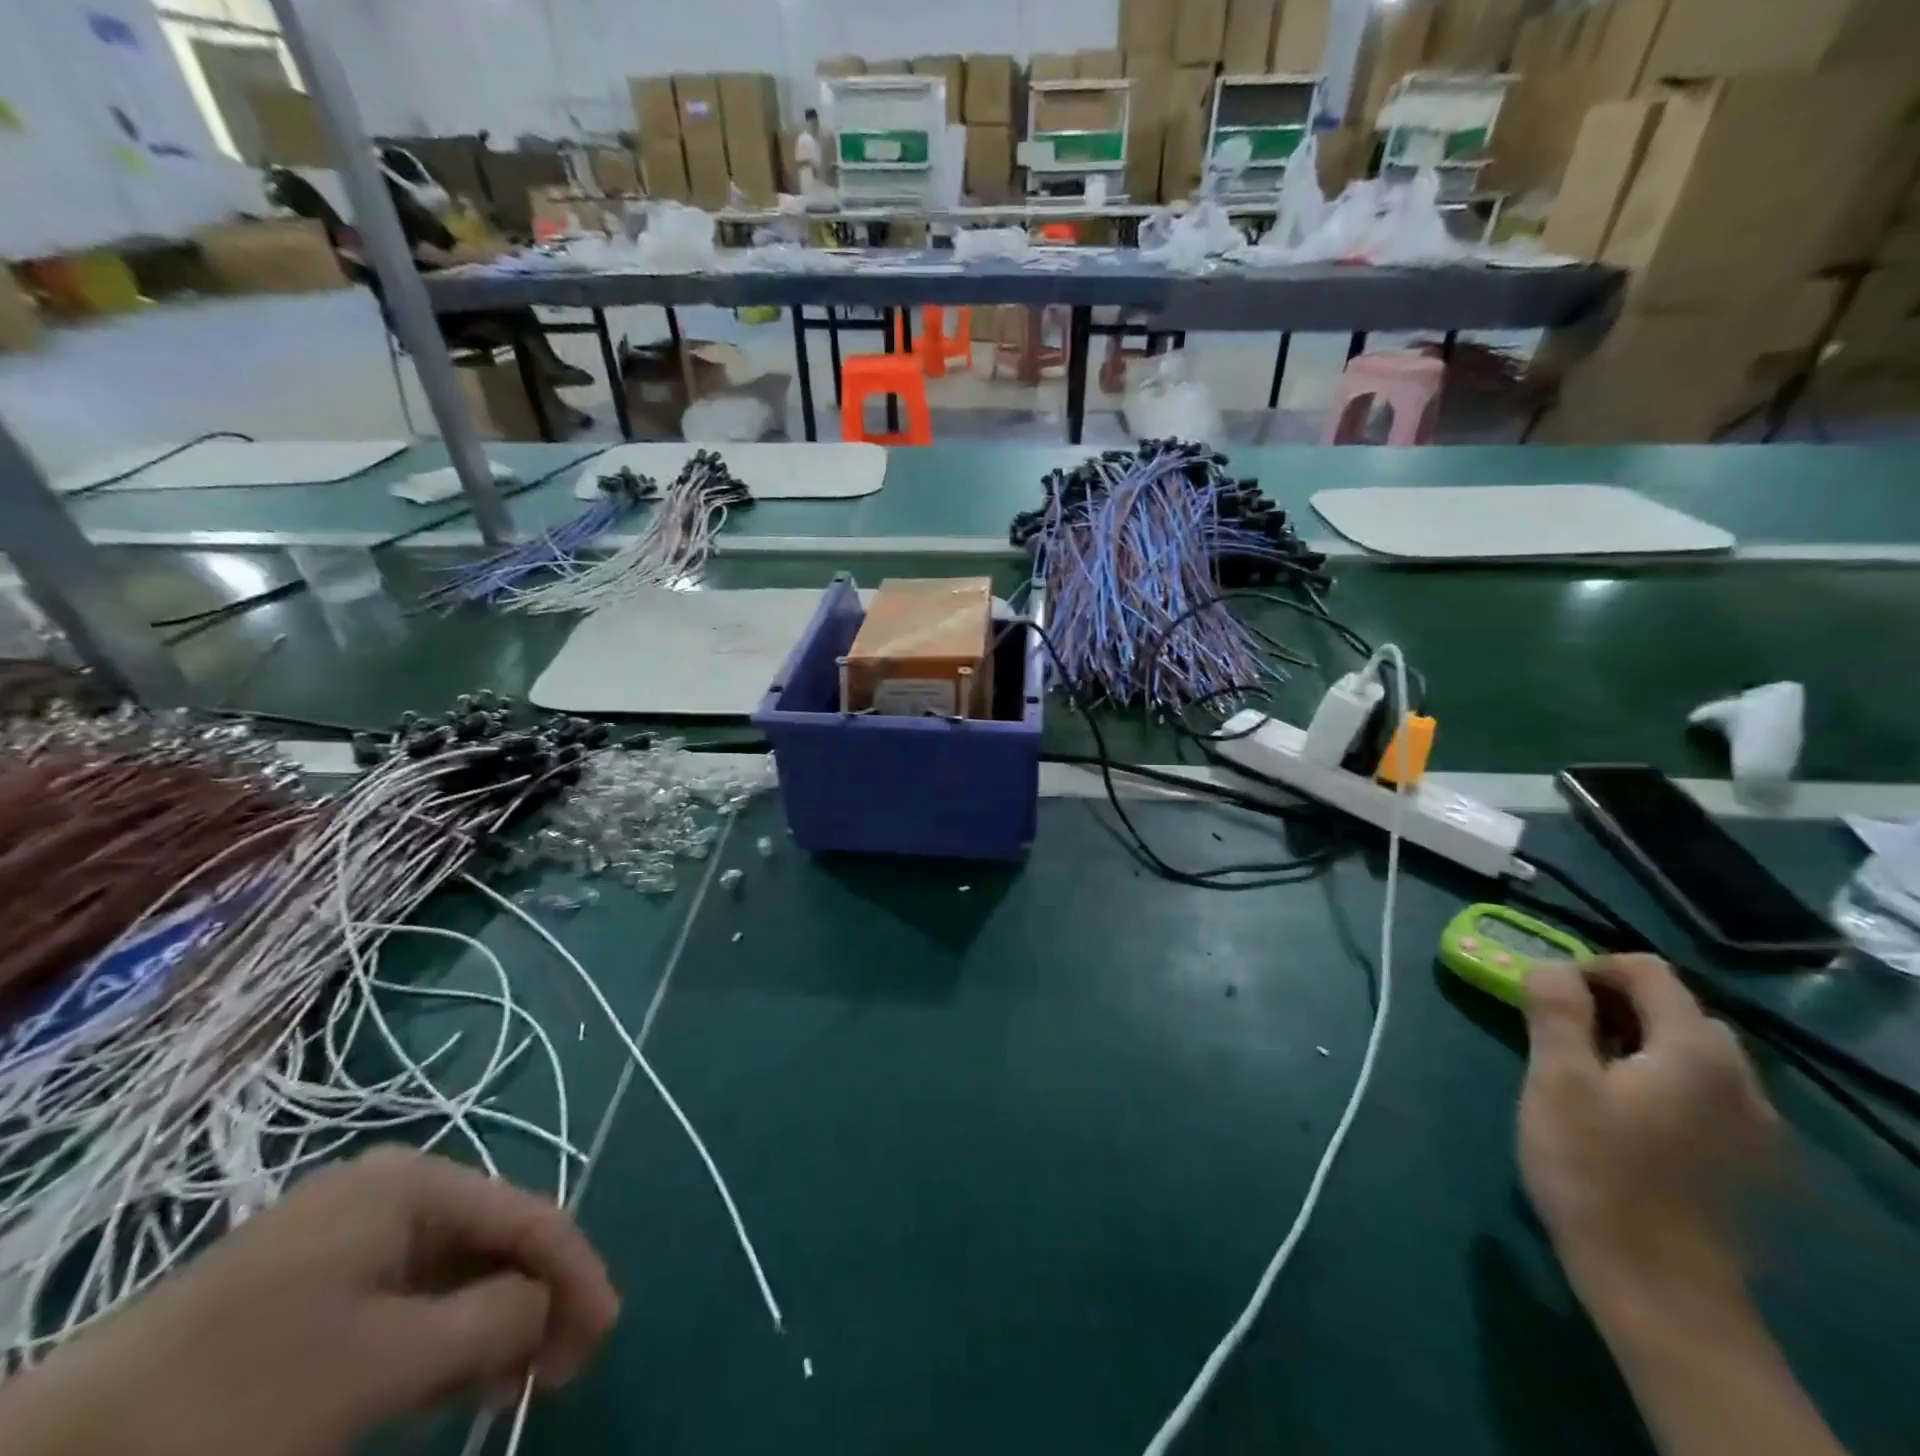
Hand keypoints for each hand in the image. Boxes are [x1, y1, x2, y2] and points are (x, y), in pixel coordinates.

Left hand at [0, 1147, 618, 1455]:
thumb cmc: (242, 1395)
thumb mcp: (383, 1364)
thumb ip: (492, 1321)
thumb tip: (551, 1306)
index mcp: (412, 1184)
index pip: (526, 1214)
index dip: (576, 1271)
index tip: (607, 1332)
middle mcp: (390, 1191)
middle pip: (492, 1240)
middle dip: (535, 1300)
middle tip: (566, 1367)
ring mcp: (348, 1235)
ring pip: (453, 1271)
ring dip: (493, 1324)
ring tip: (519, 1382)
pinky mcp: (315, 1284)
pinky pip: (407, 1298)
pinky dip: (443, 1336)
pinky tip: (456, 1379)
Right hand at [1519, 956, 1777, 1321]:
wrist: (1661, 1290)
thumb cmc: (1595, 1171)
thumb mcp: (1556, 1080)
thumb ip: (1556, 1012)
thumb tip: (1550, 965)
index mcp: (1695, 1051)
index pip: (1646, 971)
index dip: (1588, 969)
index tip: (1544, 999)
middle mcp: (1741, 1078)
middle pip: (1673, 1009)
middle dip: (1610, 1007)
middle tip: (1556, 1038)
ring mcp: (1754, 1124)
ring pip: (1688, 1053)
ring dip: (1634, 1045)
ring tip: (1583, 1078)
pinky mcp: (1748, 1161)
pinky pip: (1702, 1093)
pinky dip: (1658, 1082)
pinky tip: (1623, 1121)